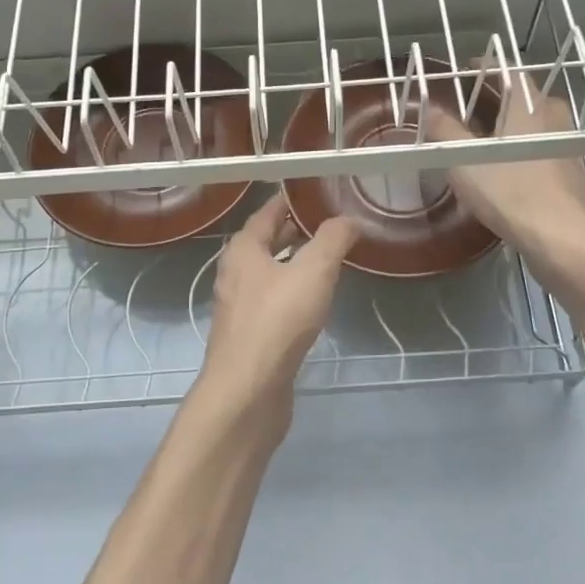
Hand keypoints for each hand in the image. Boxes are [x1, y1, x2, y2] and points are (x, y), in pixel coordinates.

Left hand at [194, 196, 358, 437]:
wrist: (248, 390)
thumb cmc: (277, 321)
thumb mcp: (313, 271)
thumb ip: (333, 239)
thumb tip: (349, 219)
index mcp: (243, 250)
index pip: (266, 213)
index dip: (289, 200)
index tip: (314, 193)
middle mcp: (235, 273)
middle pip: (265, 242)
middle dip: (293, 231)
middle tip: (327, 223)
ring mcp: (239, 307)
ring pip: (269, 273)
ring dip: (293, 262)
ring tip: (326, 258)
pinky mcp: (249, 336)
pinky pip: (272, 301)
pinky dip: (292, 292)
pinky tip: (313, 301)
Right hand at [428, 72, 584, 259]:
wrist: (565, 239)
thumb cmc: (512, 191)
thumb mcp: (464, 160)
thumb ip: (444, 130)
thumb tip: (428, 108)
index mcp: (528, 103)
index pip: (506, 69)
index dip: (482, 66)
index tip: (463, 69)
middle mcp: (552, 115)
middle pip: (521, 95)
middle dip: (493, 97)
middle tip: (464, 106)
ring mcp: (565, 143)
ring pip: (532, 122)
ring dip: (507, 124)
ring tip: (478, 137)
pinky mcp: (570, 171)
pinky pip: (539, 146)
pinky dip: (520, 147)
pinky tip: (502, 167)